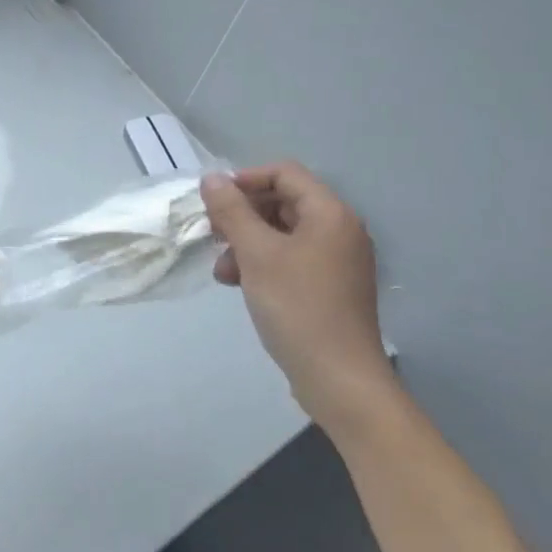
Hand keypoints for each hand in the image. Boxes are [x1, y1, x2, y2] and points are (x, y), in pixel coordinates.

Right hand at [202, 164, 397, 437]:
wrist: (339, 379)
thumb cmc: (297, 306)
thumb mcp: (256, 253)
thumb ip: (231, 211)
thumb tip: (212, 178)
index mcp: (330, 214)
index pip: (284, 173)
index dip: (245, 180)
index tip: (213, 201)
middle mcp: (339, 230)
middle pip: (283, 202)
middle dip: (243, 216)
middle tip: (213, 234)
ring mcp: (337, 261)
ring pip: (282, 233)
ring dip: (247, 243)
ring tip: (223, 270)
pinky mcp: (330, 287)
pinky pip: (291, 259)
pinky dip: (262, 264)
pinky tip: (239, 284)